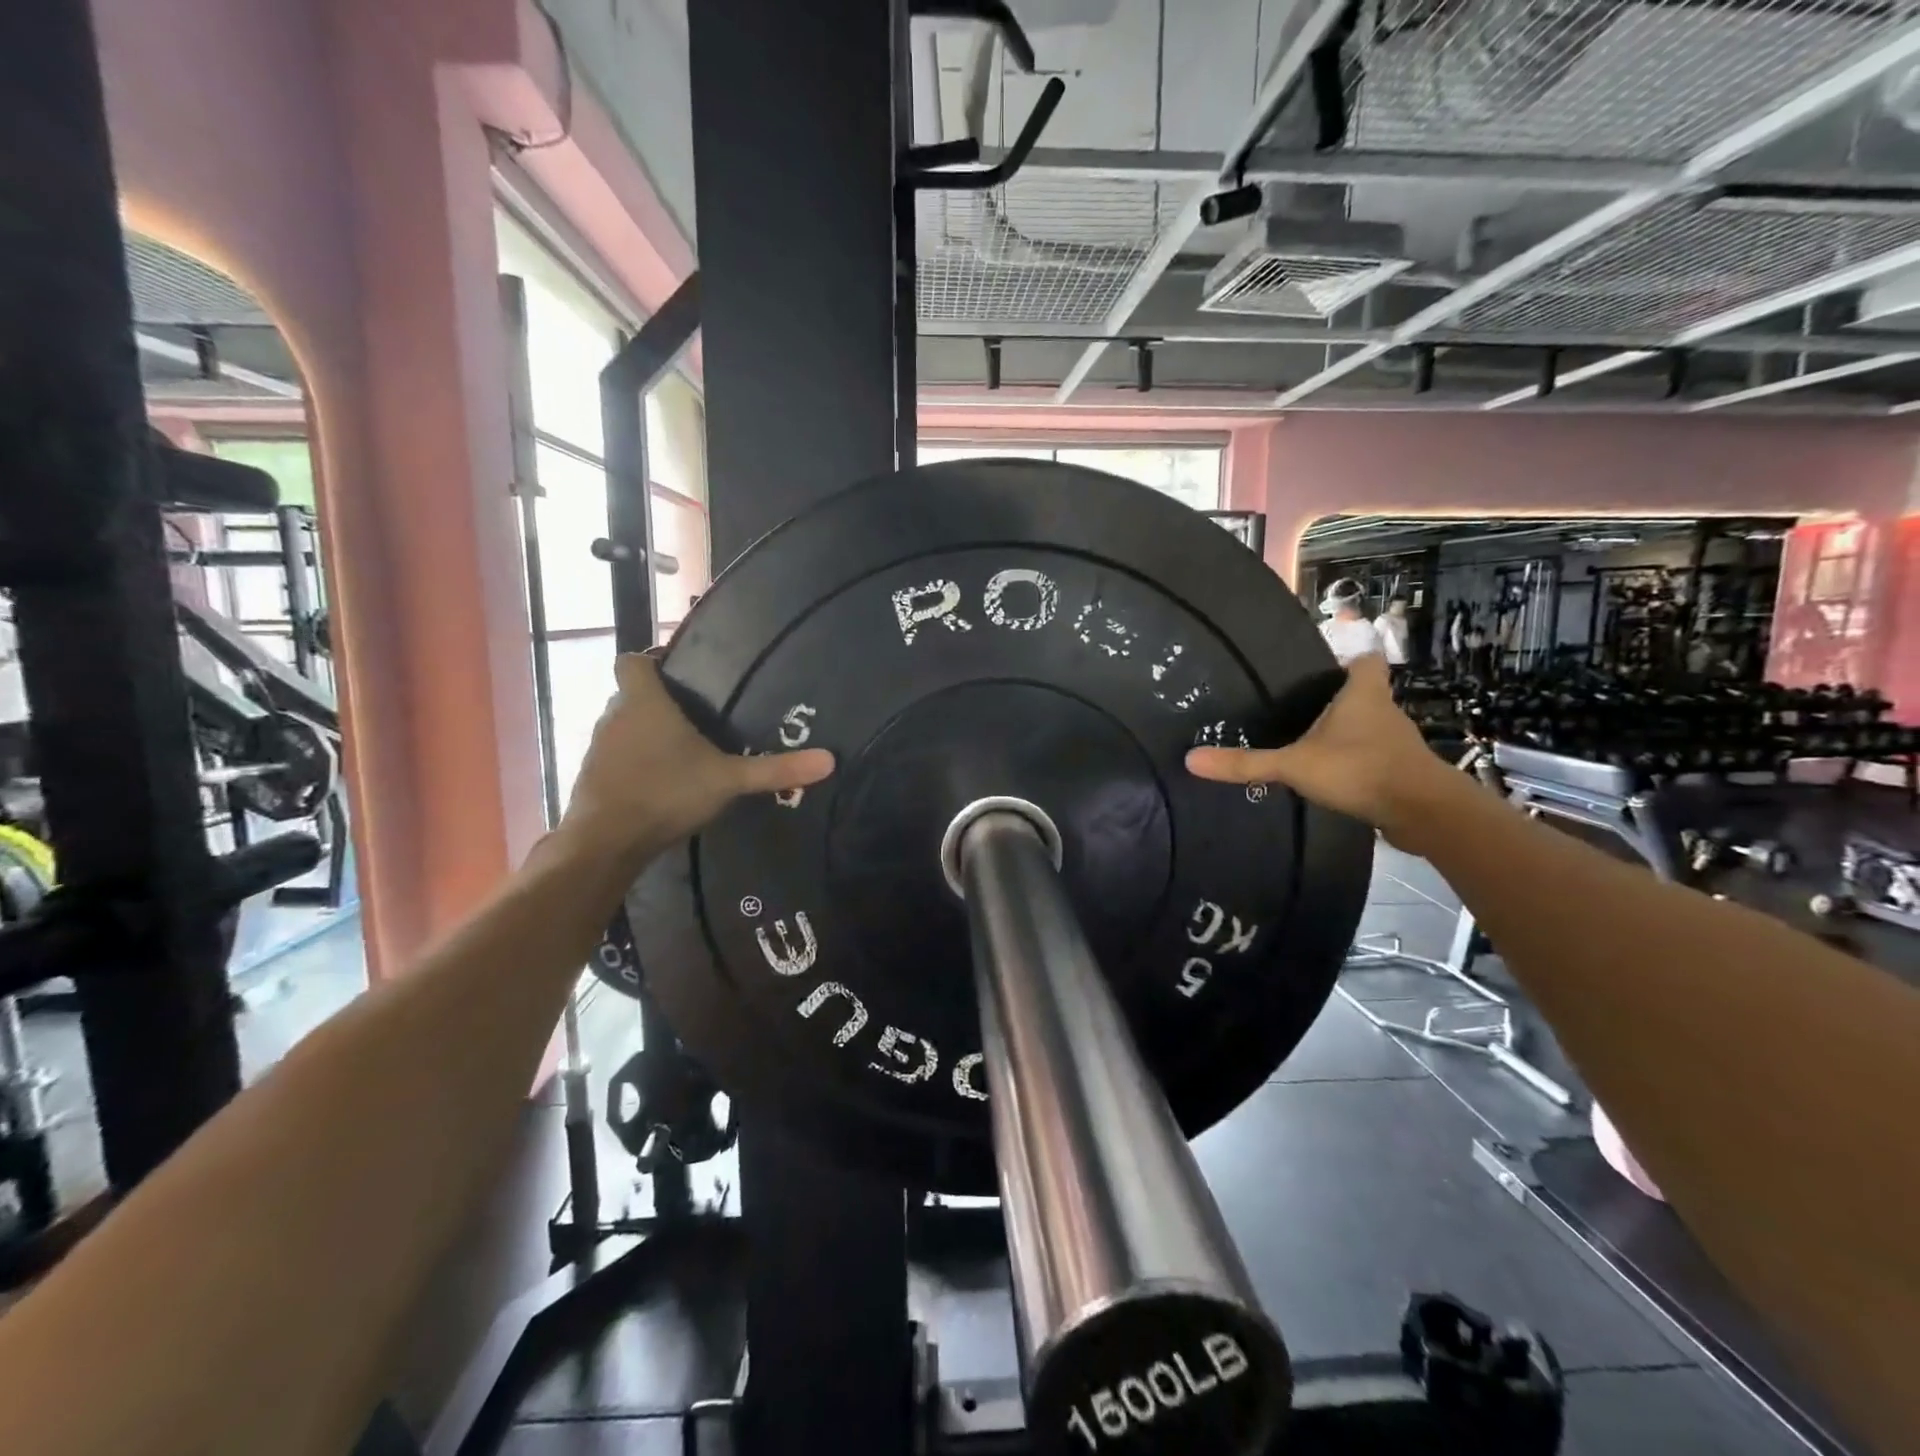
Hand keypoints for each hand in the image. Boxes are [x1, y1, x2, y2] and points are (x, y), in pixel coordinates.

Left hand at [559, 655, 833, 866]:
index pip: (632, 661)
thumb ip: (775, 770)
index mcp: (644, 702)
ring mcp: (599, 748)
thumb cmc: (666, 793)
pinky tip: (659, 782)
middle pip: (631, 695)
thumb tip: (830, 760)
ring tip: (680, 752)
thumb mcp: (728, 780)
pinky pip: (616, 757)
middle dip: (658, 703)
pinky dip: (633, 762)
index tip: (678, 674)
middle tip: (696, 717)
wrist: (606, 841)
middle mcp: (615, 716)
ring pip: (622, 727)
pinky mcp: (592, 777)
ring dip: (644, 735)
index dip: (651, 661)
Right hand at [1185, 654, 1461, 851]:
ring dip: (1345, 731)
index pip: (1364, 659)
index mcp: (1364, 694)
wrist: (1423, 813)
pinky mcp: (1399, 771)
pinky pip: (1371, 756)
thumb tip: (1190, 759)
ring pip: (1367, 726)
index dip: (1348, 655)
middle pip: (1363, 693)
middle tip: (1296, 702)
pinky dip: (1353, 761)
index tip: (1323, 661)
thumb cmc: (1360, 770)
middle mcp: (1384, 711)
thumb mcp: (1294, 765)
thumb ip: (1246, 763)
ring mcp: (1395, 743)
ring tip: (1305, 738)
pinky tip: (1328, 774)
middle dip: (1336, 697)